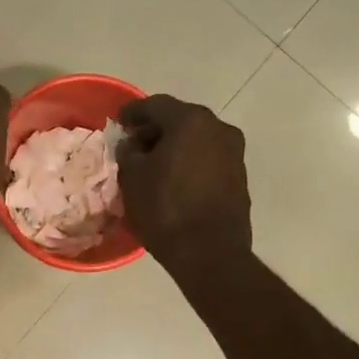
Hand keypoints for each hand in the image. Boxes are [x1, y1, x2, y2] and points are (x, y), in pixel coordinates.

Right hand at [116, 94, 251, 275]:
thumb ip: (128, 151)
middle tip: (133, 144)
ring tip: (152, 165)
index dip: (132, 112)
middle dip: (155, 130)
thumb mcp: (132, 178)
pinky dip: (190, 162)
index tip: (118, 122)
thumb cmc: (165, 209)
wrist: (210, 254)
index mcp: (191, 121)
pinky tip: (174, 181)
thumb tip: (132, 144)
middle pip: (180, 120)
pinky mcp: (240, 177)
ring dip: (174, 147)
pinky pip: (208, 159)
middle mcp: (219, 128)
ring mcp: (234, 153)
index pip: (155, 105)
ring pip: (196, 140)